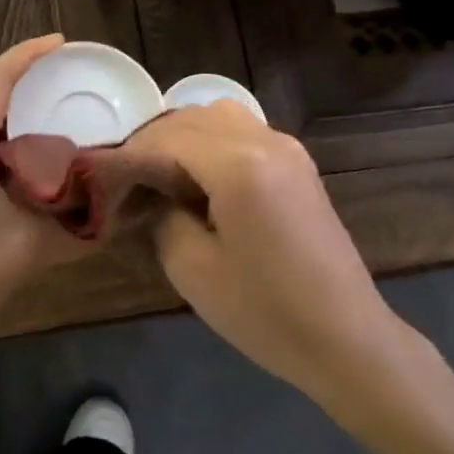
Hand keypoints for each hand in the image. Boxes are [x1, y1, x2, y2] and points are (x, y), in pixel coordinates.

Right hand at [127, 103, 398, 402]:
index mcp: (239, 164)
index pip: (168, 137)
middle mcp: (265, 140)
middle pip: (193, 117)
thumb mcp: (193, 269)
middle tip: (129, 179)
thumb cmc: (266, 312)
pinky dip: (213, 142)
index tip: (106, 177)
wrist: (347, 337)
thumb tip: (149, 192)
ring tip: (163, 176)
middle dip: (155, 141)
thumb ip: (161, 216)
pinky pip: (244, 132)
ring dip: (185, 136)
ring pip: (220, 116)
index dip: (132, 153)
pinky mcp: (298, 162)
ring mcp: (287, 147)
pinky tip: (202, 179)